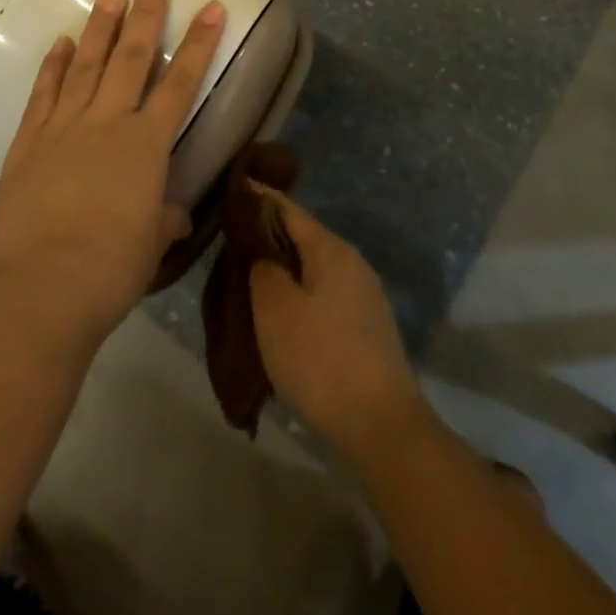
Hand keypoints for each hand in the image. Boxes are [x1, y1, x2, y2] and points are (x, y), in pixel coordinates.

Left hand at [0, 0, 225, 343]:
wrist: (43, 286)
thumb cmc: (111, 268)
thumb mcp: (151, 244)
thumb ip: (163, 218)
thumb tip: (173, 214)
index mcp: (146, 145)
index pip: (181, 83)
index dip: (199, 44)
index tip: (211, 7)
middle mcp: (107, 123)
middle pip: (131, 58)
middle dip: (146, 15)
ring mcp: (64, 127)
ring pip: (86, 65)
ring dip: (101, 28)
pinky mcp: (29, 141)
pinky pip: (44, 93)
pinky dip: (53, 65)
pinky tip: (61, 43)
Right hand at [249, 192, 428, 462]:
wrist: (383, 426)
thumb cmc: (321, 359)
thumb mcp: (275, 309)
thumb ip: (263, 269)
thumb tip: (264, 256)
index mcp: (331, 249)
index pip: (288, 209)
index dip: (259, 197)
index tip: (232, 188)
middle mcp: (352, 262)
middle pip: (303, 236)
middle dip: (269, 234)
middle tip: (232, 238)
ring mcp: (365, 295)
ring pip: (314, 267)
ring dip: (284, 267)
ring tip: (251, 275)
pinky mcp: (368, 326)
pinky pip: (325, 293)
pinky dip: (300, 292)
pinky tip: (282, 312)